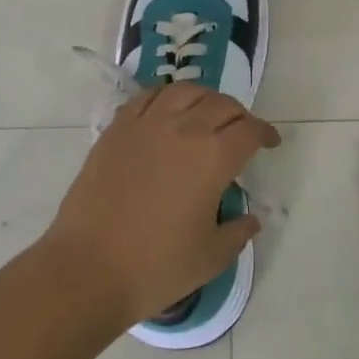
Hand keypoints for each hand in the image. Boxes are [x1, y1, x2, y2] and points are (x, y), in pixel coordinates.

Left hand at [44, 84, 279, 327]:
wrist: (88, 268)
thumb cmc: (156, 266)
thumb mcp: (211, 257)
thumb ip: (238, 232)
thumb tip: (251, 218)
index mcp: (214, 157)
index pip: (249, 130)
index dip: (265, 133)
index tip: (270, 143)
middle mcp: (184, 129)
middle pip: (221, 104)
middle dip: (239, 115)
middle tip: (242, 131)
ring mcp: (147, 124)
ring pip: (185, 90)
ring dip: (205, 97)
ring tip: (206, 112)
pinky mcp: (118, 128)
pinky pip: (148, 96)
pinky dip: (166, 96)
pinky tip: (168, 110)